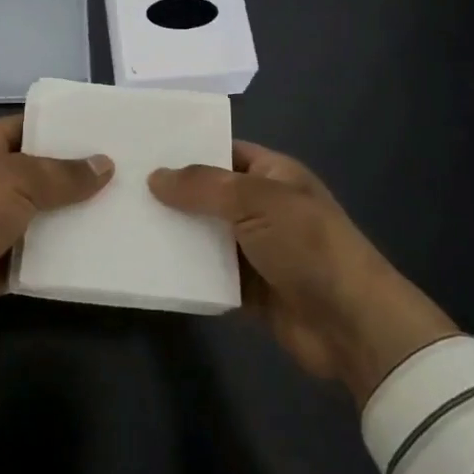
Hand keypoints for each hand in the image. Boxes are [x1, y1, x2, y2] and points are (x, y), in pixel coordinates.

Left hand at [0, 116, 112, 354]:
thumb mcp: (15, 179)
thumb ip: (62, 174)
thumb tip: (105, 164)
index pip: (30, 126)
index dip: (66, 128)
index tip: (109, 131)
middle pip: (42, 173)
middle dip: (79, 176)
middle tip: (131, 174)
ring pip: (44, 216)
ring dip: (76, 219)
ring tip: (127, 212)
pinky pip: (39, 256)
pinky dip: (63, 257)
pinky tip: (102, 254)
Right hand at [149, 142, 457, 404]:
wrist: (352, 324)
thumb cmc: (308, 245)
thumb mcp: (256, 200)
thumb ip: (203, 186)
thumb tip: (155, 176)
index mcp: (272, 174)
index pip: (224, 151)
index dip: (188, 149)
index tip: (143, 150)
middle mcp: (262, 207)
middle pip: (209, 194)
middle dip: (173, 193)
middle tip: (121, 187)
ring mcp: (256, 250)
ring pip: (205, 235)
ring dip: (175, 234)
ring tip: (124, 225)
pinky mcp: (249, 290)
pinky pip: (209, 274)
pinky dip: (186, 273)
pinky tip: (147, 266)